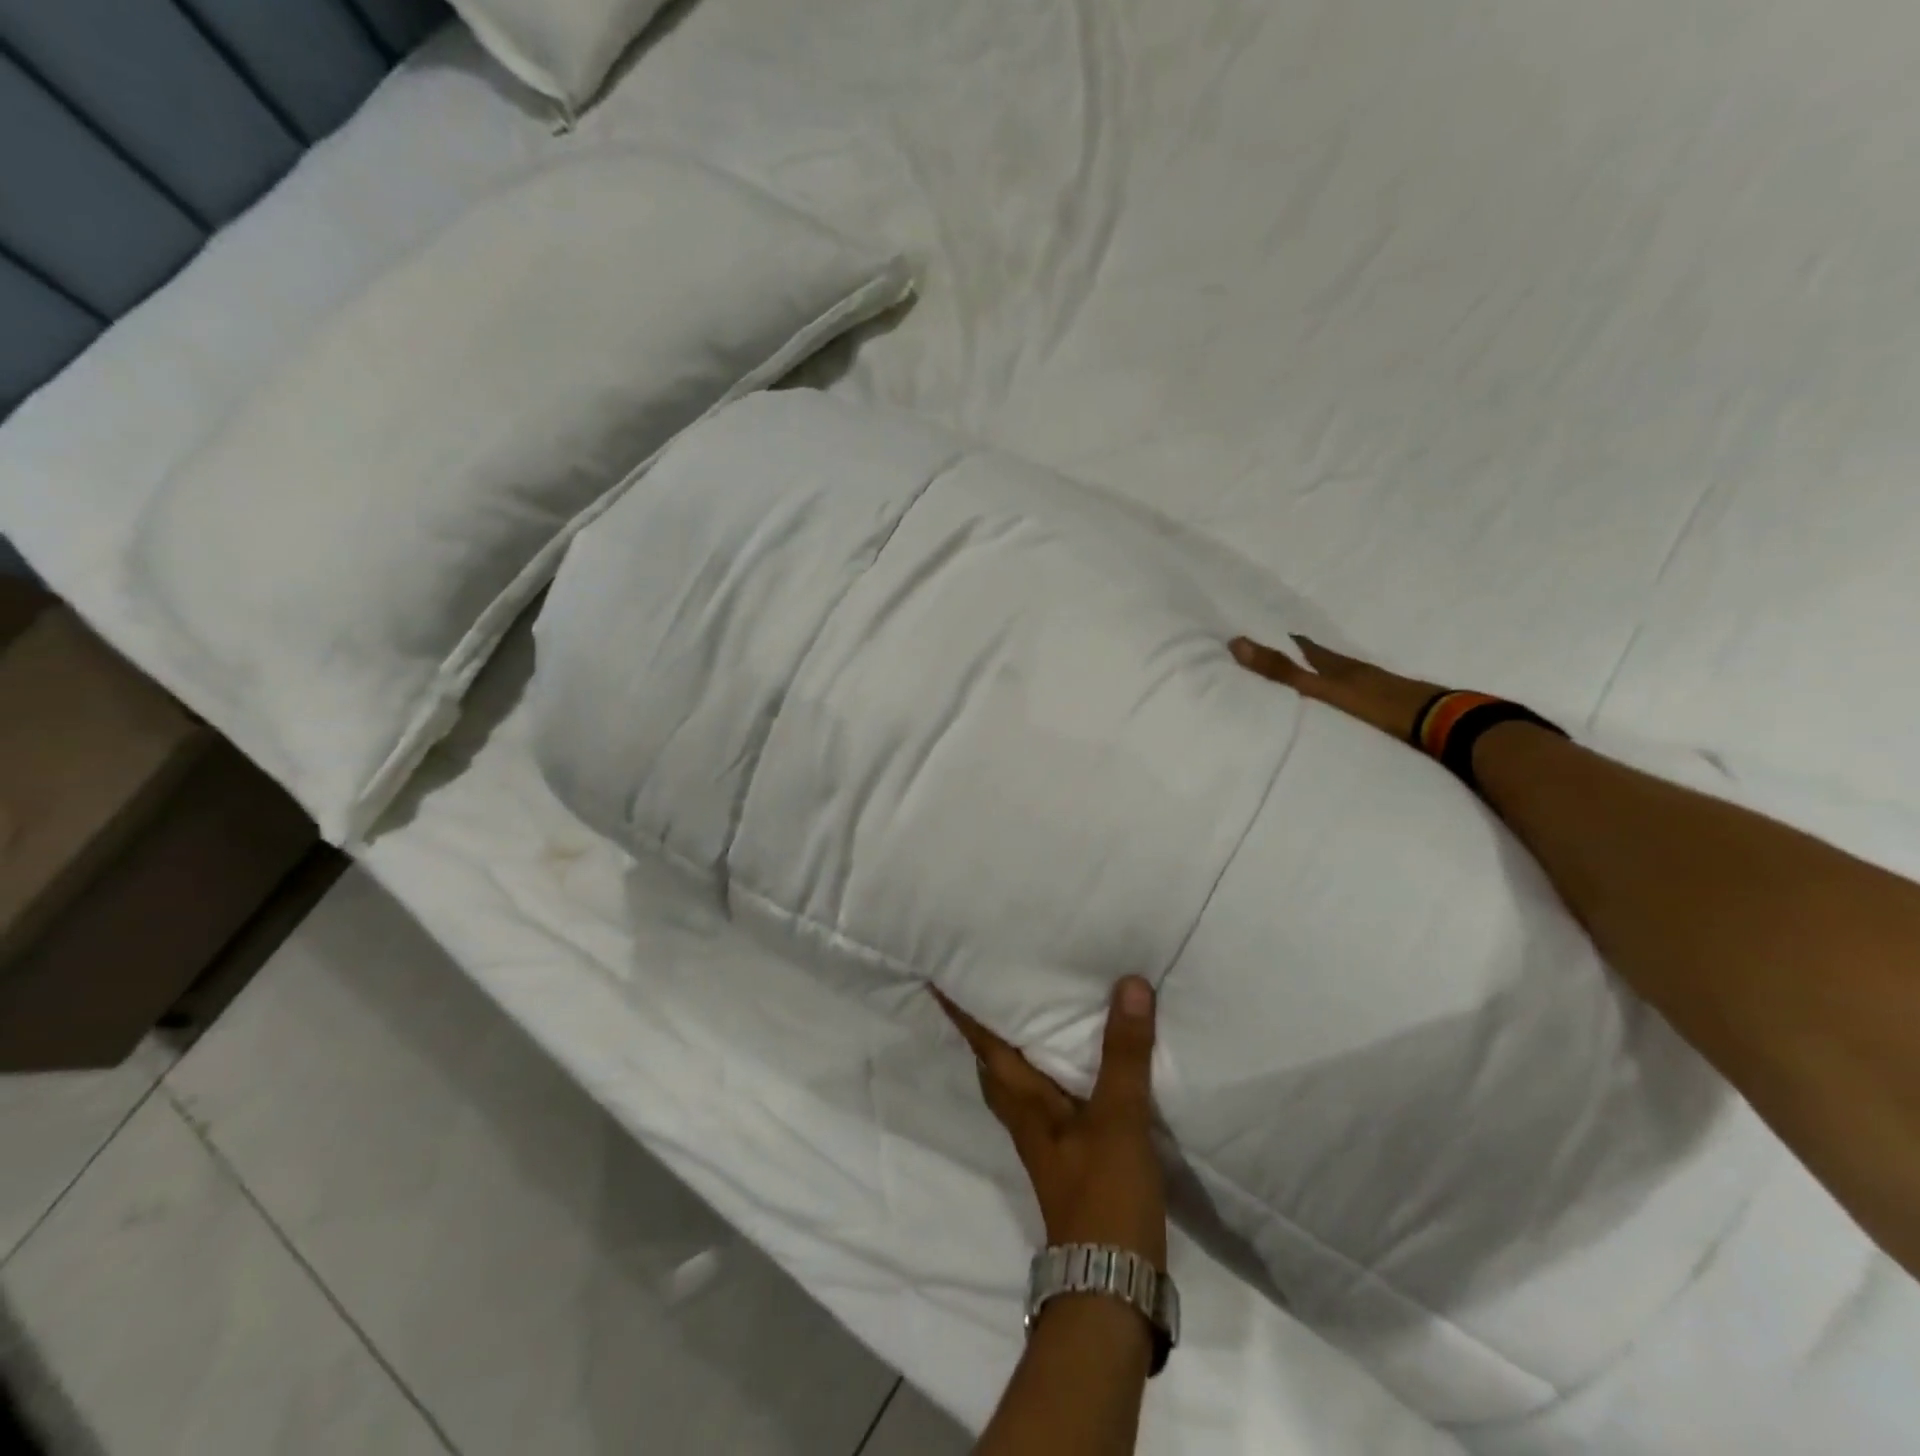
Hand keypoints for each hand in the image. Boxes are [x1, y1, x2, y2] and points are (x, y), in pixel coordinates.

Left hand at [935, 978, 1167, 1267]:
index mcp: (1023, 1102)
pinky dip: (1050, 1074)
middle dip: (984, 1028)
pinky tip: (1074, 1067)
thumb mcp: (1117, 1117)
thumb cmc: (1103, 1193)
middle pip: (994, 1065)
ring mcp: (1045, 1141)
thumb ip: (1123, 1053)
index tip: (939, 977)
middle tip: (986, 987)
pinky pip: (1048, 1100)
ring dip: (1016, 1049)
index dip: (961, 1012)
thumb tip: (1129, 984)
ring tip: (1029, 1013)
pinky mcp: (1070, 1158)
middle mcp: (1025, 1118)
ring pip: (1019, 1084)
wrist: (1111, 1285)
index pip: (984, 1045)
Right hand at [1230, 634, 1446, 743]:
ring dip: (1322, 675)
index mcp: (1338, 665)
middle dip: (1302, 655)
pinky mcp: (1390, 707)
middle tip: (1280, 652)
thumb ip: (1283, 672)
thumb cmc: (1377, 705)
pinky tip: (1341, 701)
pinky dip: (1341, 693)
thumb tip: (1237, 642)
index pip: (1305, 647)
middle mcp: (1356, 671)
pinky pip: (1356, 694)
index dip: (1284, 640)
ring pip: (1341, 676)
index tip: (1263, 632)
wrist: (1441, 724)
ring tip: (1305, 677)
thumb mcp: (1322, 689)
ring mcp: (1376, 688)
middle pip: (1323, 659)